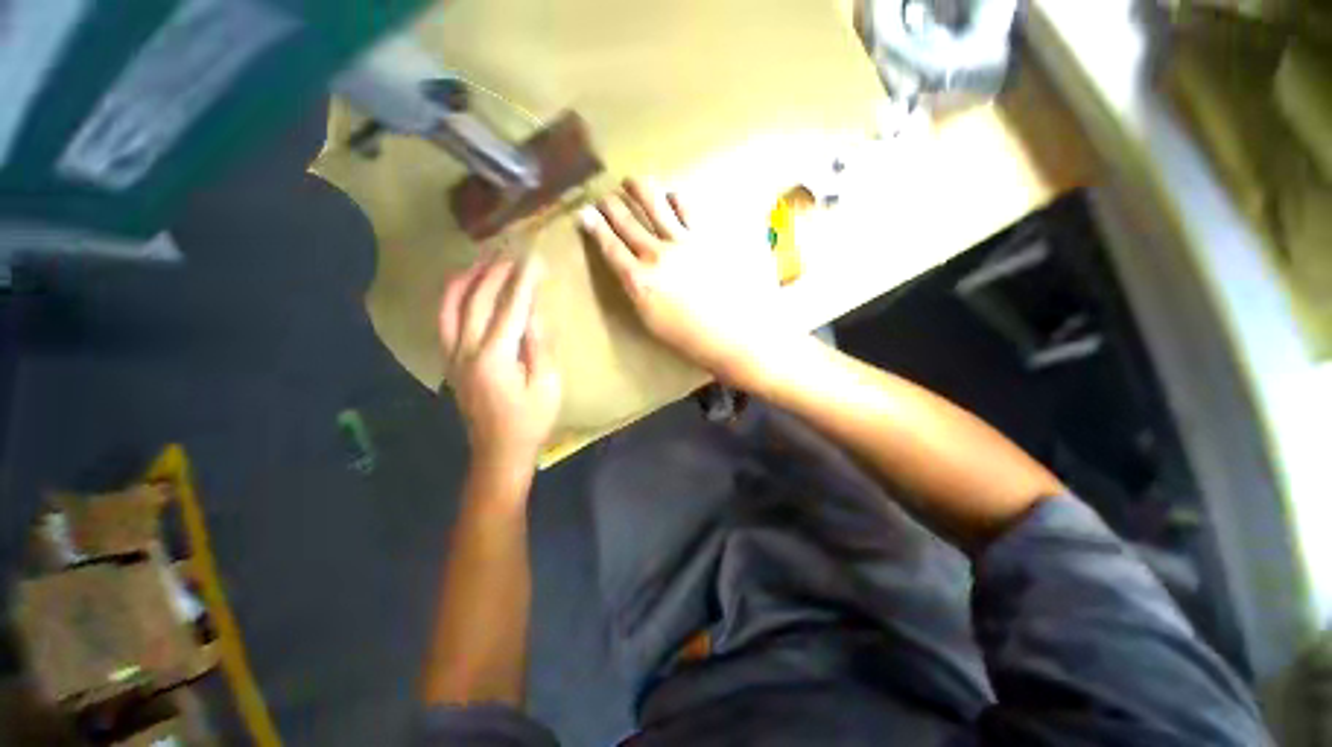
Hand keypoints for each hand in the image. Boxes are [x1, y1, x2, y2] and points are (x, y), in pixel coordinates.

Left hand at [440, 256, 561, 472]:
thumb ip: (539, 346)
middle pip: (478, 300)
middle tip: (510, 252)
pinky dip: (453, 299)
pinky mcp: (451, 362)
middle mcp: (467, 350)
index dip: (524, 280)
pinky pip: (445, 321)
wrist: (499, 451)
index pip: (511, 307)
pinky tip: (463, 290)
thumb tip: (534, 312)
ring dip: (467, 280)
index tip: (534, 257)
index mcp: (495, 357)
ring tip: (481, 260)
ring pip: (451, 307)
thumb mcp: (547, 385)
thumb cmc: (531, 421)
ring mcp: (454, 356)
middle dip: (495, 272)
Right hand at [578, 178, 788, 388]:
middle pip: (628, 222)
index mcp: (640, 281)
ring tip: (633, 181)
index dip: (595, 228)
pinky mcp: (707, 238)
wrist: (733, 335)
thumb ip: (638, 291)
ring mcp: (684, 242)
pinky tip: (673, 195)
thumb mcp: (651, 322)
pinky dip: (676, 198)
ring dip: (641, 189)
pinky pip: (688, 209)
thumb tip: (630, 271)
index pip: (610, 247)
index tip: (584, 213)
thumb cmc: (689, 339)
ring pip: (656, 204)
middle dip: (611, 205)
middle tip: (603, 196)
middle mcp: (657, 255)